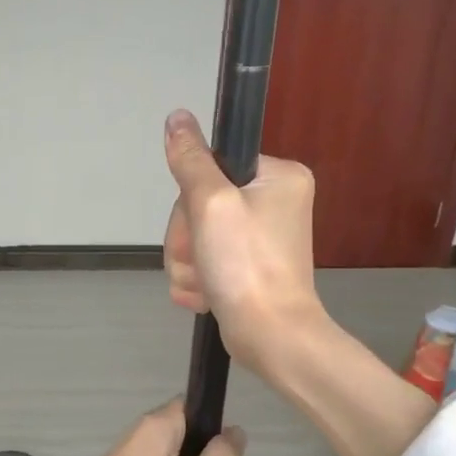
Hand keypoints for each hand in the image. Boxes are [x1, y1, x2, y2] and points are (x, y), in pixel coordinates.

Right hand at [162, 109, 322, 374]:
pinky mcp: (248, 266)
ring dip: (188, 262)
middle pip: (201, 203)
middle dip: (188, 238)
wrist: (270, 337)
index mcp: (278, 176)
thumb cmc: (246, 266)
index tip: (200, 222)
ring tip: (204, 284)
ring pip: (197, 235)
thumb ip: (191, 160)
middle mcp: (274, 202)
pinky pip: (207, 260)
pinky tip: (206, 295)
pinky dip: (199, 279)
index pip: (213, 165)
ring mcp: (261, 237)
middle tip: (201, 260)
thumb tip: (177, 117)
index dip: (193, 196)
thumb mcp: (211, 204)